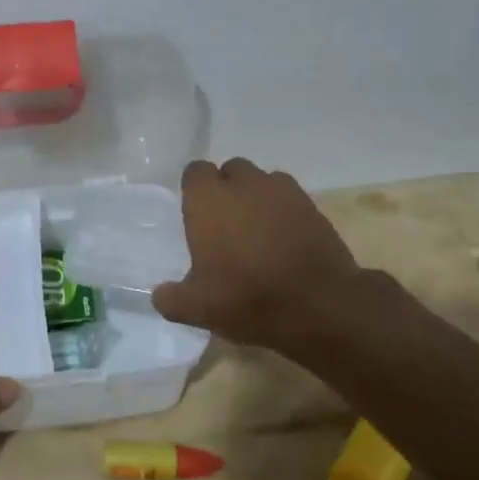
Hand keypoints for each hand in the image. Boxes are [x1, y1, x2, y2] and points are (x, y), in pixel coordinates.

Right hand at [152, 158, 363, 351]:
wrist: (318, 304)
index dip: (194, 190)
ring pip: (262, 182)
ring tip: (257, 232)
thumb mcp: (197, 308)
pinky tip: (284, 239)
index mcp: (208, 199)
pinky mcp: (312, 206)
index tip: (195, 216)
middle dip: (227, 190)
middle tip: (225, 225)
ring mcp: (282, 191)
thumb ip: (171, 298)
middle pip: (230, 171)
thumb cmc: (246, 297)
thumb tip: (160, 295)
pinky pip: (290, 198)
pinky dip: (284, 212)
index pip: (195, 172)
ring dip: (257, 198)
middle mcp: (244, 184)